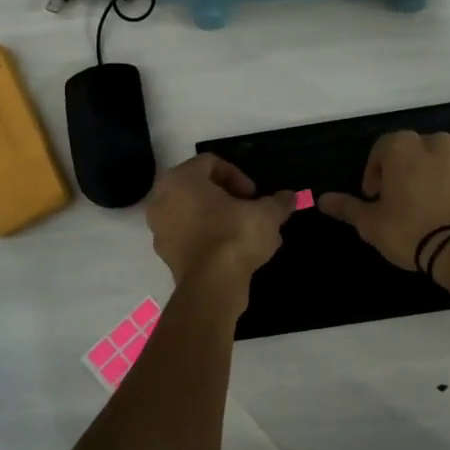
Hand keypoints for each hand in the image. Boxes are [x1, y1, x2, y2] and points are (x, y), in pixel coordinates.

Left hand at [145, 154, 293, 291]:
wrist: (212, 285)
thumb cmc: (235, 236)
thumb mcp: (266, 214)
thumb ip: (278, 202)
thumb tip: (290, 197)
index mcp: (181, 179)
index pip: (210, 163)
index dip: (237, 175)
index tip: (254, 195)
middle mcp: (162, 199)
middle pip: (198, 188)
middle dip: (227, 197)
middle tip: (249, 210)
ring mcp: (159, 228)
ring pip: (193, 213)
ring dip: (218, 218)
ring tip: (245, 233)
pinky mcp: (165, 254)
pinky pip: (188, 236)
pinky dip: (208, 238)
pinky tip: (233, 252)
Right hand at [319, 130, 449, 271]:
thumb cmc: (409, 229)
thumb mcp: (371, 222)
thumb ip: (347, 207)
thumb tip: (322, 200)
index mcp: (403, 146)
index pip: (380, 149)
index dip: (373, 174)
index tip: (373, 197)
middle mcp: (433, 143)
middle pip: (408, 152)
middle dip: (398, 171)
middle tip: (393, 201)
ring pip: (432, 161)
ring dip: (422, 177)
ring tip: (417, 207)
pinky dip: (443, 186)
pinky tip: (438, 212)